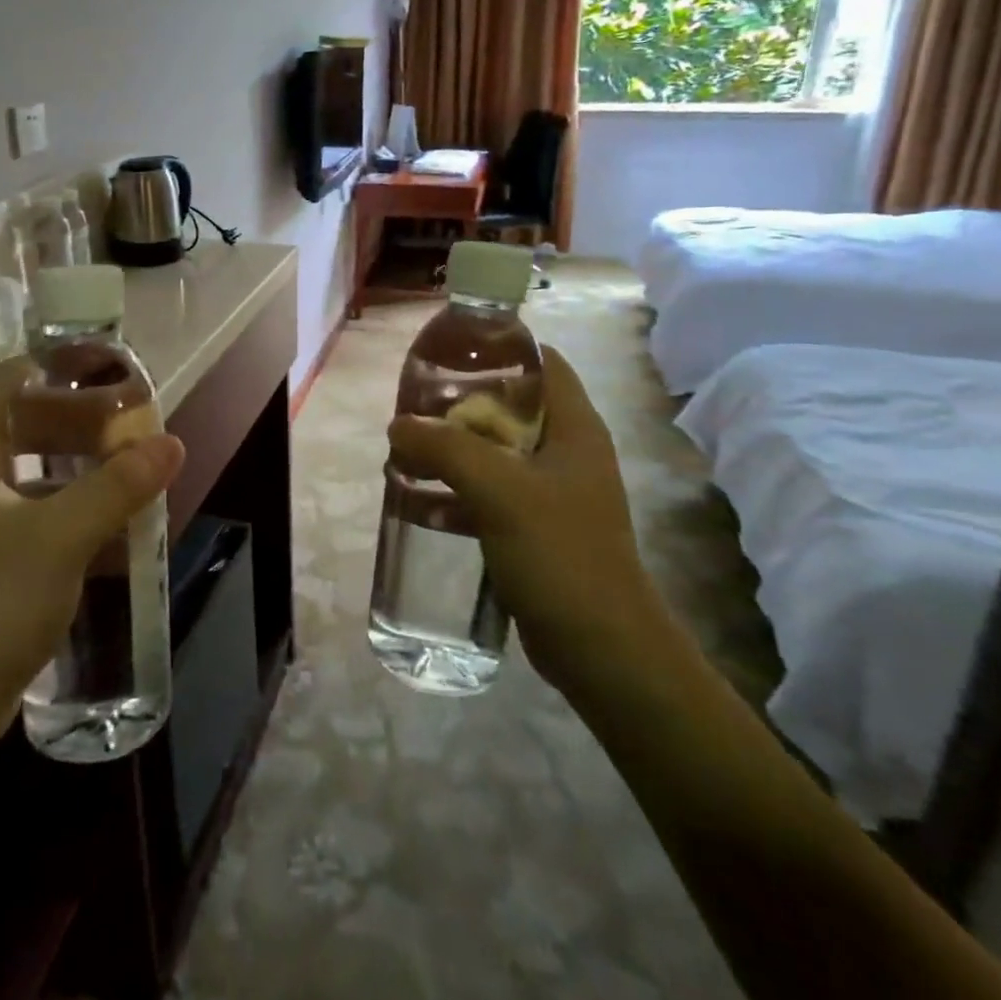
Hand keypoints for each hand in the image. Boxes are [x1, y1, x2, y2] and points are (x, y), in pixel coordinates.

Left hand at [0, 358, 184, 751]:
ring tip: (137, 461)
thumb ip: (117, 486)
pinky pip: (43, 513)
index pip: (10, 381)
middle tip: (137, 416)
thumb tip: (171, 442)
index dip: (57, 363)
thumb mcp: (59, 537)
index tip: (111, 364)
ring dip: (85, 463)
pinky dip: (79, 505)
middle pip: (28, 423)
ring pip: (39, 471)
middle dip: (82, 415)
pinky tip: (119, 520)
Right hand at [387, 346, 664, 696]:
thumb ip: (446, 448)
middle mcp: (566, 452)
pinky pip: (489, 496)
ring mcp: (552, 493)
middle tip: (413, 407)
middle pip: (509, 407)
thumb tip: (399, 425)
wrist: (601, 650)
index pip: (543, 363)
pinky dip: (455, 493)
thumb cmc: (560, 553)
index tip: (450, 353)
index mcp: (574, 428)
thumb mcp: (499, 490)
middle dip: (459, 405)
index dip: (500, 349)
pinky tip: (416, 503)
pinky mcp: (536, 529)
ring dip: (451, 451)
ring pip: (494, 453)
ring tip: (404, 452)